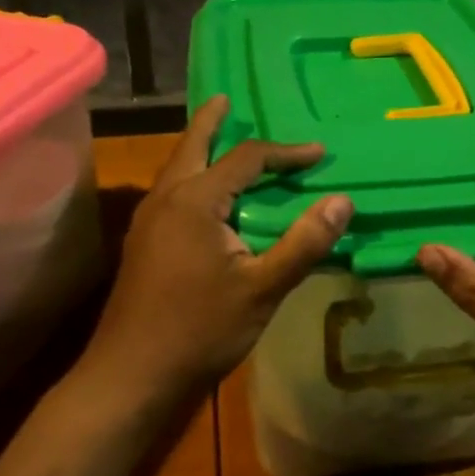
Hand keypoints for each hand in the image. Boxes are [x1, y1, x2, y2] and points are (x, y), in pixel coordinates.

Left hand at [84, 95, 350, 403]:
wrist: (132, 375)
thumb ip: (303, 242)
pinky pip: (172, 192)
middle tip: (227, 100)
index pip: (246, 159)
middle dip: (212, 122)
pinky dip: (192, 177)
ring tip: (219, 139)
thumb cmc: (200, 329)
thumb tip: (342, 200)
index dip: (285, 153)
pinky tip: (205, 197)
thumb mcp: (263, 288)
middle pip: (192, 147)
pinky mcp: (143, 245)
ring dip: (199, 149)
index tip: (319, 153)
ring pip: (177, 170)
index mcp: (194, 201)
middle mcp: (166, 200)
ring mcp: (148, 222)